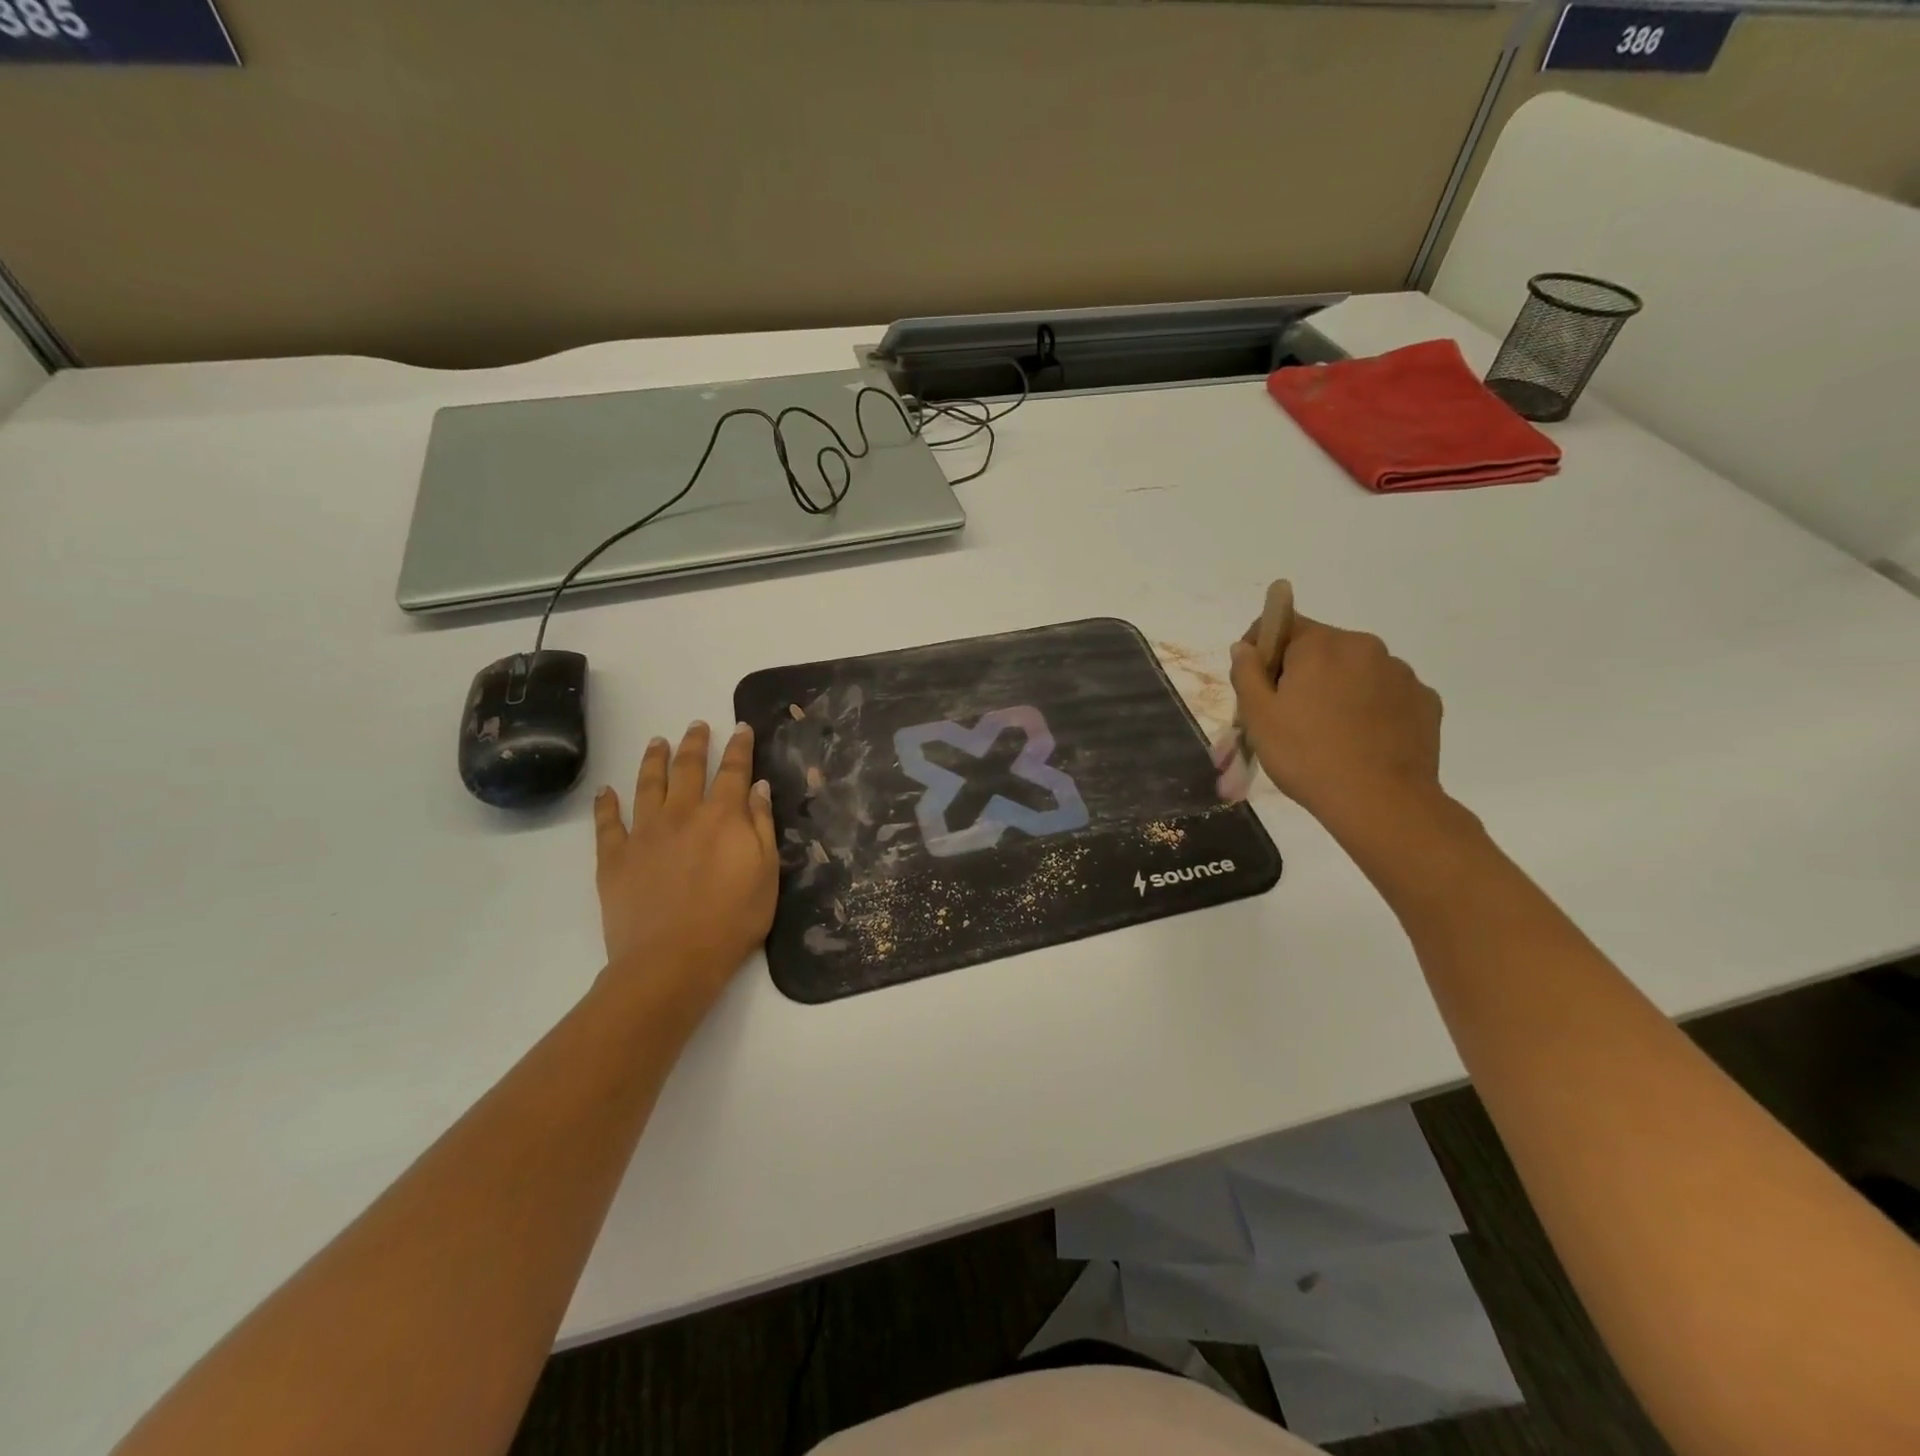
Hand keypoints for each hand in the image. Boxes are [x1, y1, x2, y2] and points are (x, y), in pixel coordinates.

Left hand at [591, 722, 778, 1016]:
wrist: (673, 961)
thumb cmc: (732, 919)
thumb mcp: (766, 873)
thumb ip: (762, 825)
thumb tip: (757, 787)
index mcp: (722, 816)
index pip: (733, 770)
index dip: (738, 747)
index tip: (739, 727)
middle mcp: (682, 813)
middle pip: (688, 768)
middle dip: (694, 743)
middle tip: (696, 725)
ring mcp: (644, 833)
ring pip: (647, 784)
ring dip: (653, 760)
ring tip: (656, 741)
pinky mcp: (615, 857)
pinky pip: (608, 823)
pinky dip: (606, 804)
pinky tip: (606, 791)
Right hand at [1229, 614, 1443, 825]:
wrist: (1380, 803)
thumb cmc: (1306, 756)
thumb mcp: (1258, 717)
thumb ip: (1246, 673)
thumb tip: (1244, 647)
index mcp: (1321, 645)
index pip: (1282, 624)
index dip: (1262, 649)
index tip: (1255, 684)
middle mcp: (1365, 647)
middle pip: (1321, 648)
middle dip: (1301, 672)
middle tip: (1287, 716)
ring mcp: (1401, 674)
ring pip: (1355, 671)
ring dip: (1337, 688)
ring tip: (1327, 733)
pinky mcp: (1425, 701)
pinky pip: (1386, 694)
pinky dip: (1369, 708)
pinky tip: (1360, 741)